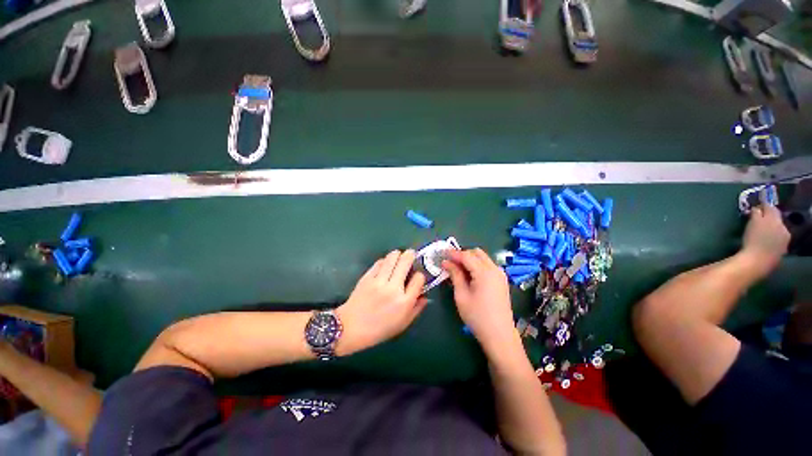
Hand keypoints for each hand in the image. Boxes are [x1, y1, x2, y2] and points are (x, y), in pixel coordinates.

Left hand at [336, 250, 426, 355]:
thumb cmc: (379, 329)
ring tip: (399, 255)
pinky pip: (379, 262)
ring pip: (392, 257)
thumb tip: (425, 296)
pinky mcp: (367, 277)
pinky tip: (386, 264)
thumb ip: (416, 309)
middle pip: (406, 262)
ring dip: (398, 254)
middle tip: (411, 254)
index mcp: (404, 302)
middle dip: (411, 255)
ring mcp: (379, 281)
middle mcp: (393, 289)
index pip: (418, 279)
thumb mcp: (402, 324)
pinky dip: (385, 261)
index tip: (417, 276)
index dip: (420, 275)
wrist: (351, 328)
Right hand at [443, 249, 517, 355]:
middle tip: (450, 262)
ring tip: (458, 269)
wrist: (499, 335)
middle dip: (462, 254)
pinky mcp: (502, 280)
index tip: (442, 254)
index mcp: (484, 272)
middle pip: (476, 253)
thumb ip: (455, 275)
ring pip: (483, 258)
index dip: (453, 254)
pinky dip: (477, 265)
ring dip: (470, 259)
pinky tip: (469, 275)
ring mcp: (500, 274)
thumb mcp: (461, 295)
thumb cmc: (477, 316)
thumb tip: (446, 262)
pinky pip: (488, 265)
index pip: (466, 256)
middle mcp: (494, 269)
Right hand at [740, 204, 789, 276]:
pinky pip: (777, 240)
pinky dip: (771, 238)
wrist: (757, 262)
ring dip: (771, 228)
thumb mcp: (752, 223)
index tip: (756, 206)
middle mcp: (783, 227)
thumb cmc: (753, 240)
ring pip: (778, 230)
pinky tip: (765, 242)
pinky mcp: (781, 250)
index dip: (763, 205)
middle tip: (758, 218)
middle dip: (768, 218)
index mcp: (776, 219)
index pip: (770, 208)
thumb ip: (756, 213)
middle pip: (776, 219)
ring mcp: (784, 240)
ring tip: (761, 231)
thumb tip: (757, 208)